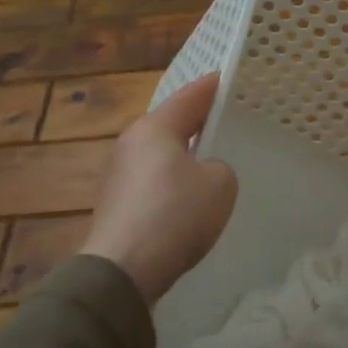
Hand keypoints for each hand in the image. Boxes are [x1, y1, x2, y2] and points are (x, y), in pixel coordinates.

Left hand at [80, 73, 237, 304]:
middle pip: (172, 124)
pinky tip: (186, 200)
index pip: (192, 95)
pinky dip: (170, 184)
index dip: (215, 86)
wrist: (123, 268)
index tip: (232, 79)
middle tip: (228, 122)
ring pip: (160, 154)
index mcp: (156, 126)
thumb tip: (202, 172)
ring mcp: (118, 172)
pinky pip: (151, 181)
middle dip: (199, 122)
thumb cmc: (175, 214)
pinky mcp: (115, 202)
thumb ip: (219, 167)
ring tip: (211, 163)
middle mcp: (131, 141)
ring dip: (183, 156)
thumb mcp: (220, 184)